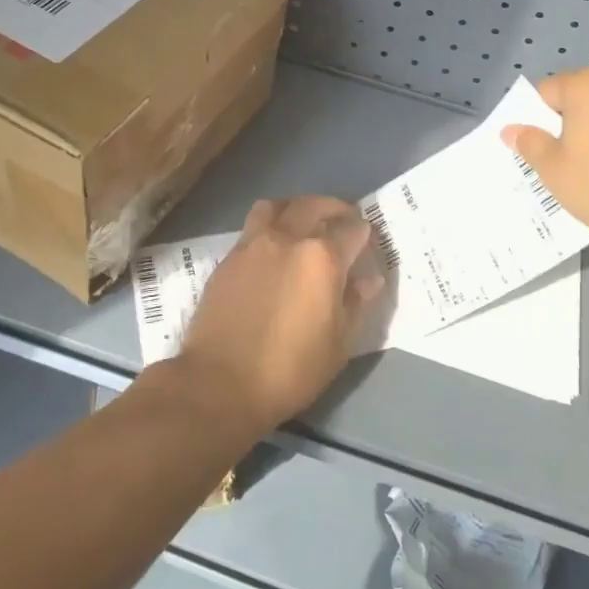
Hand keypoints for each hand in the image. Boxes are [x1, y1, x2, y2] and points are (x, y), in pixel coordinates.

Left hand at [172, 196, 385, 438]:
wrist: (219, 382)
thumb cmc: (289, 371)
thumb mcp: (337, 346)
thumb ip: (355, 304)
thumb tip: (368, 279)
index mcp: (322, 258)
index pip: (352, 229)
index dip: (364, 232)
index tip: (366, 239)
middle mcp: (288, 239)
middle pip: (313, 205)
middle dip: (333, 208)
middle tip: (341, 219)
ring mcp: (253, 244)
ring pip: (277, 207)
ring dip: (295, 208)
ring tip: (302, 224)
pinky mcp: (228, 258)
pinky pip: (252, 228)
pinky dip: (268, 228)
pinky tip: (272, 252)